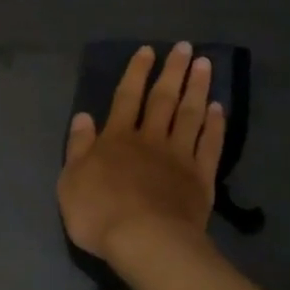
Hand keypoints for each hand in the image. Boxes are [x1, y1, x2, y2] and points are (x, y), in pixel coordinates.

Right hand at [58, 43, 224, 265]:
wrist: (145, 241)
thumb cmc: (99, 214)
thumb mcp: (71, 181)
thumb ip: (78, 147)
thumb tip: (83, 116)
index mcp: (116, 139)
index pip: (126, 97)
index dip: (136, 73)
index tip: (148, 51)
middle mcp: (150, 139)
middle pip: (163, 99)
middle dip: (173, 71)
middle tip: (185, 48)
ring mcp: (179, 157)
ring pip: (190, 115)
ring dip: (197, 88)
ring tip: (205, 65)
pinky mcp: (201, 178)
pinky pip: (209, 145)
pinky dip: (215, 126)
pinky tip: (218, 109)